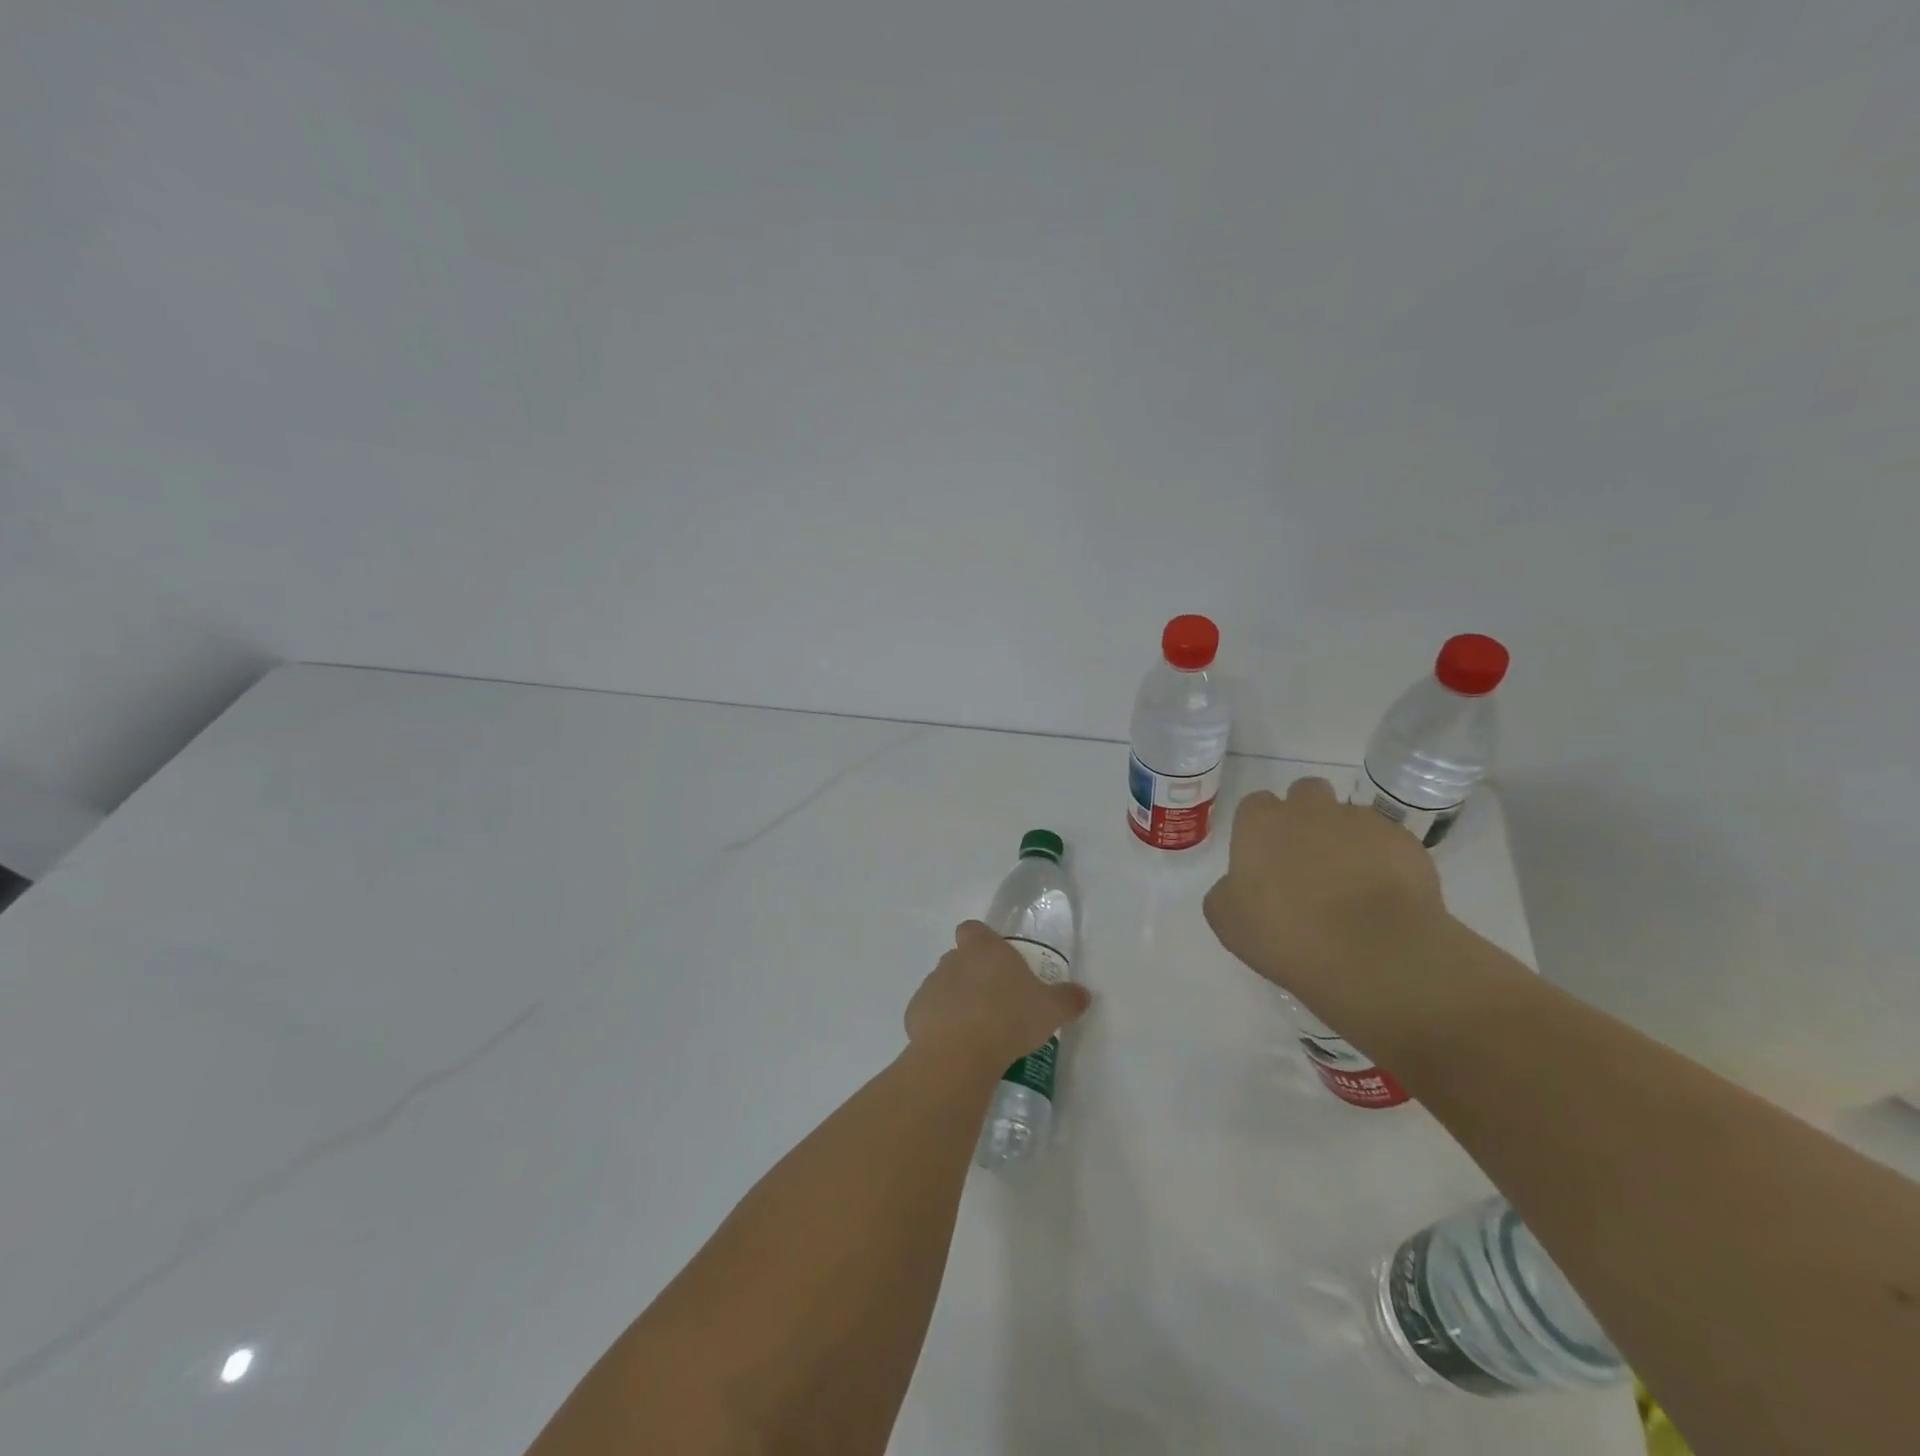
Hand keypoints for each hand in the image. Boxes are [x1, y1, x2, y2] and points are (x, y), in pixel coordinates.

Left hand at [905, 922, 1091, 1069]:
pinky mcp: (914, 1014)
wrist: (960, 1053)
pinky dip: (939, 1026)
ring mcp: (930, 986)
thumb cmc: (1009, 1018)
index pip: (973, 929)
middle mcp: (952, 960)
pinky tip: (957, 1047)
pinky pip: (929, 1014)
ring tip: (977, 1031)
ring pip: (943, 986)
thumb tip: (1083, 994)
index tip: (996, 963)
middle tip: (994, 1002)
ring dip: (955, 1001)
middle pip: (958, 958)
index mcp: (983, 949)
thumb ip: (1067, 999)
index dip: (982, 942)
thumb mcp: (1051, 1009)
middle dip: (972, 975)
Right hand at [1203, 778, 1448, 1034]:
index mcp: (1261, 823)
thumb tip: (1239, 885)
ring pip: (1349, 816)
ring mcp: (1361, 822)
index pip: (1255, 805)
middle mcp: (1309, 810)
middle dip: (1305, 816)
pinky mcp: (1404, 842)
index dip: (1259, 829)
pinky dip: (1383, 861)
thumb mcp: (1229, 923)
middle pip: (1305, 794)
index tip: (1264, 859)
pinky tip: (1382, 896)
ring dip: (1345, 838)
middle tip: (1306, 860)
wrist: (1376, 954)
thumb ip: (1226, 892)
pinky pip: (1387, 842)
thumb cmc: (1288, 936)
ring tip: (1350, 882)